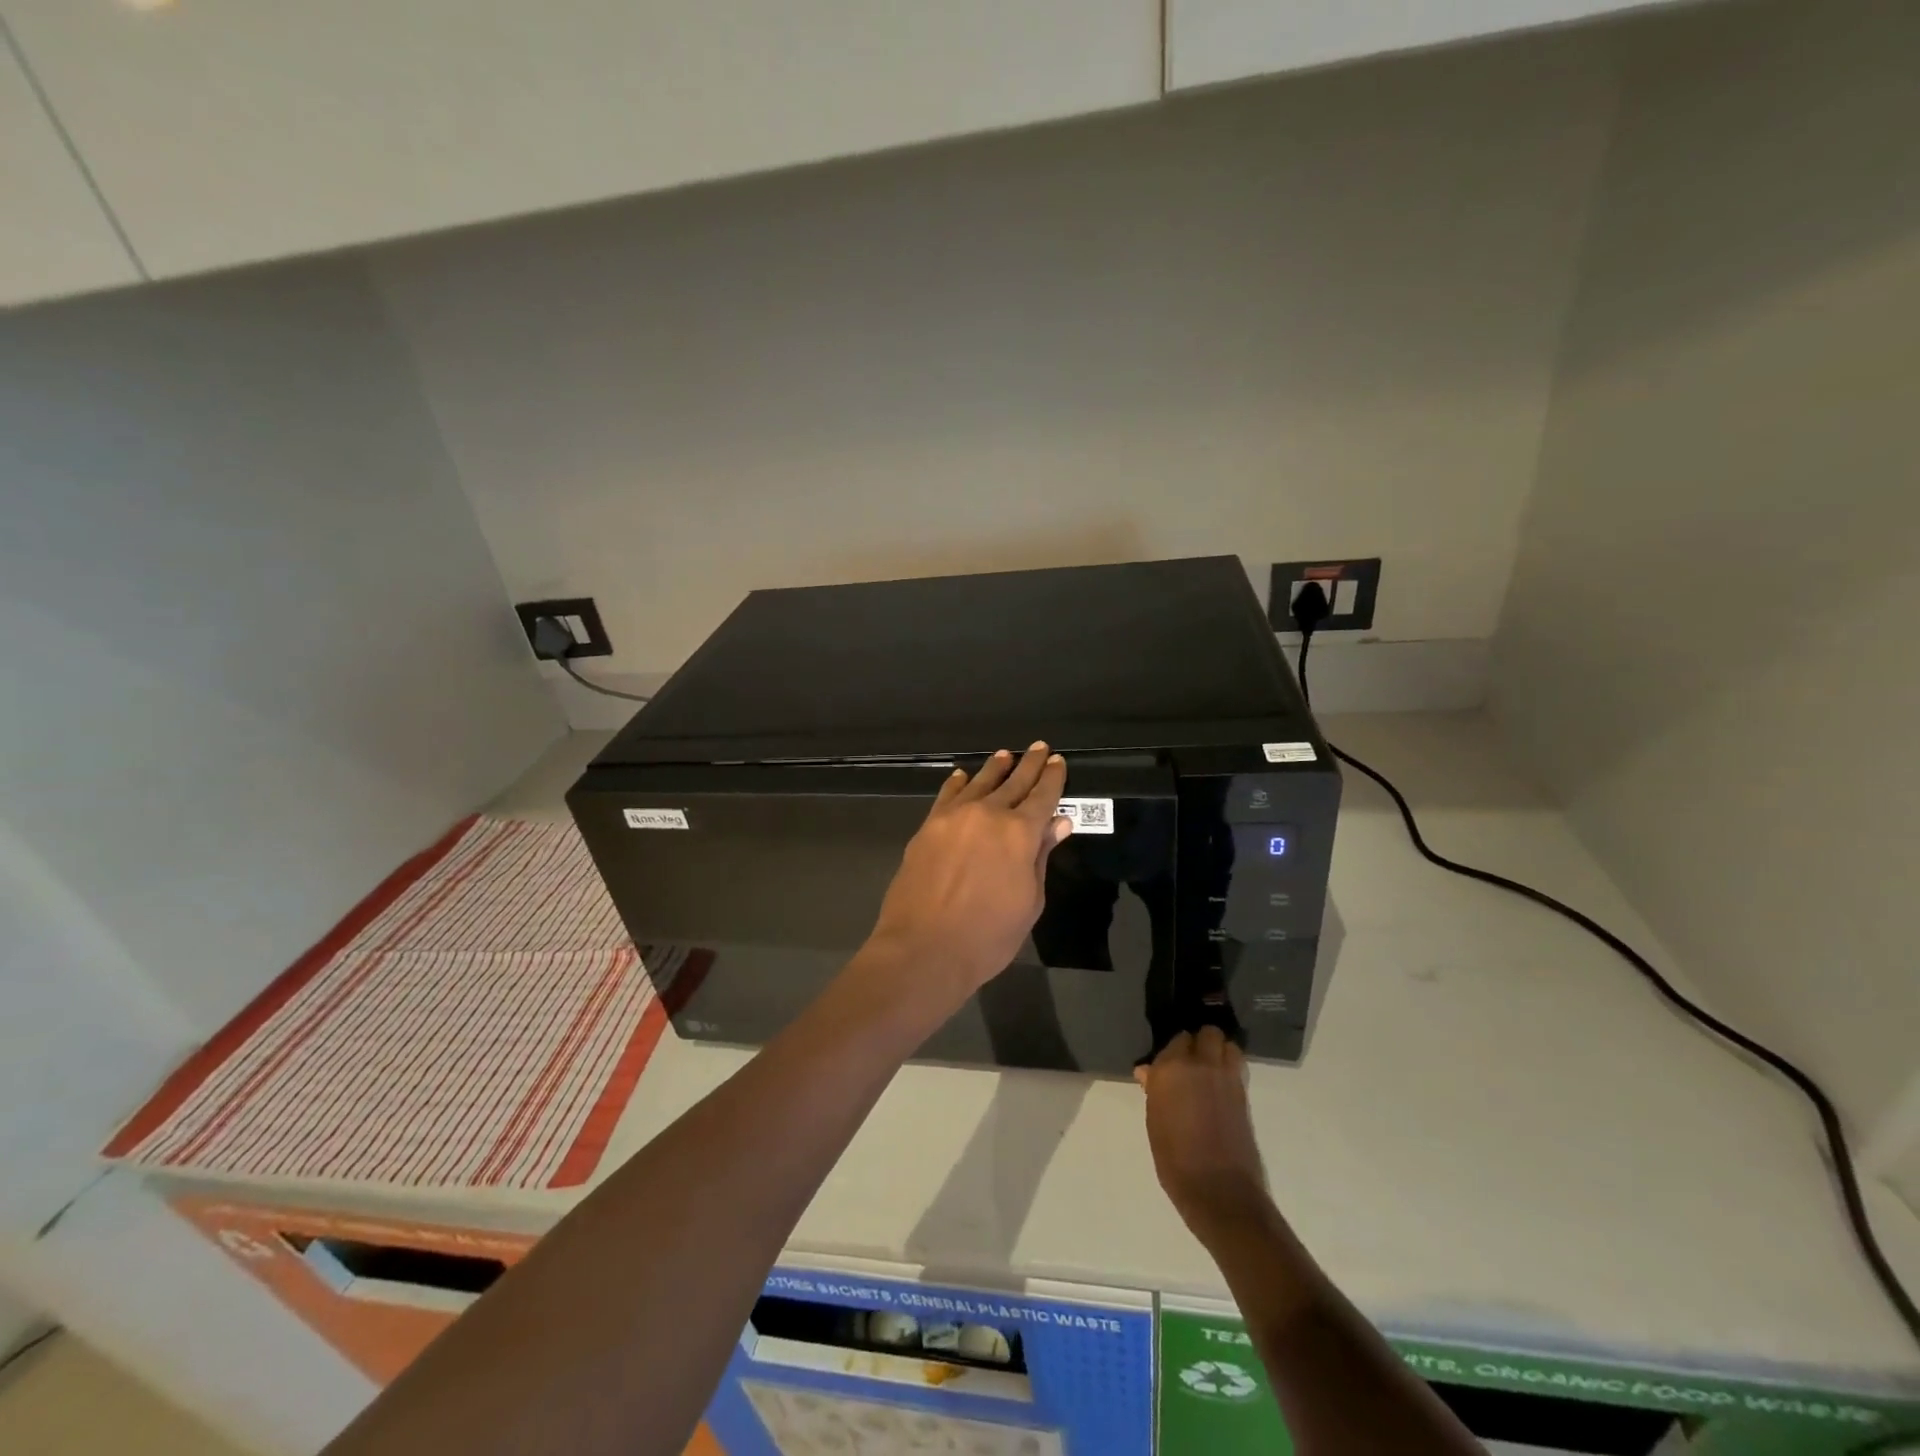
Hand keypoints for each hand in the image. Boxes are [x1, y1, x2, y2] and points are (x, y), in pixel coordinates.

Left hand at [865, 743, 1070, 1009]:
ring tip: (1004, 755)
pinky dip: (957, 783)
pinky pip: (946, 796)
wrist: (924, 947)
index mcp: (1020, 833)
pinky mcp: (928, 827)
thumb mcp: (1029, 901)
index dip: (1052, 778)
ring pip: (979, 784)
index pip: (1042, 796)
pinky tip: (962, 776)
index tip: (1057, 761)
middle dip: (1028, 765)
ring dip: (994, 768)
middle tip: (1038, 747)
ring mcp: (954, 818)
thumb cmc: (988, 935)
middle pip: (1013, 783)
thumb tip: (1059, 822)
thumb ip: (1041, 856)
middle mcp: (988, 815)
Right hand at [1135, 1027, 1271, 1241]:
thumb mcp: (1155, 1123)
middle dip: (1200, 1042)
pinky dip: (1230, 1066)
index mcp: (1170, 1069)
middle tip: (1192, 1060)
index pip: (1176, 1040)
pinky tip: (1221, 1084)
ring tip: (1210, 1067)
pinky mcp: (1244, 1093)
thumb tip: (1147, 1072)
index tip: (1170, 1062)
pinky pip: (1237, 1065)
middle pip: (1206, 1034)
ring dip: (1219, 1050)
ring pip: (1226, 1044)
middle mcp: (1200, 1064)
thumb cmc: (1175, 1160)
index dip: (1174, 1050)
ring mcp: (1226, 1076)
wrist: (1219, 1190)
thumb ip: (1155, 1090)